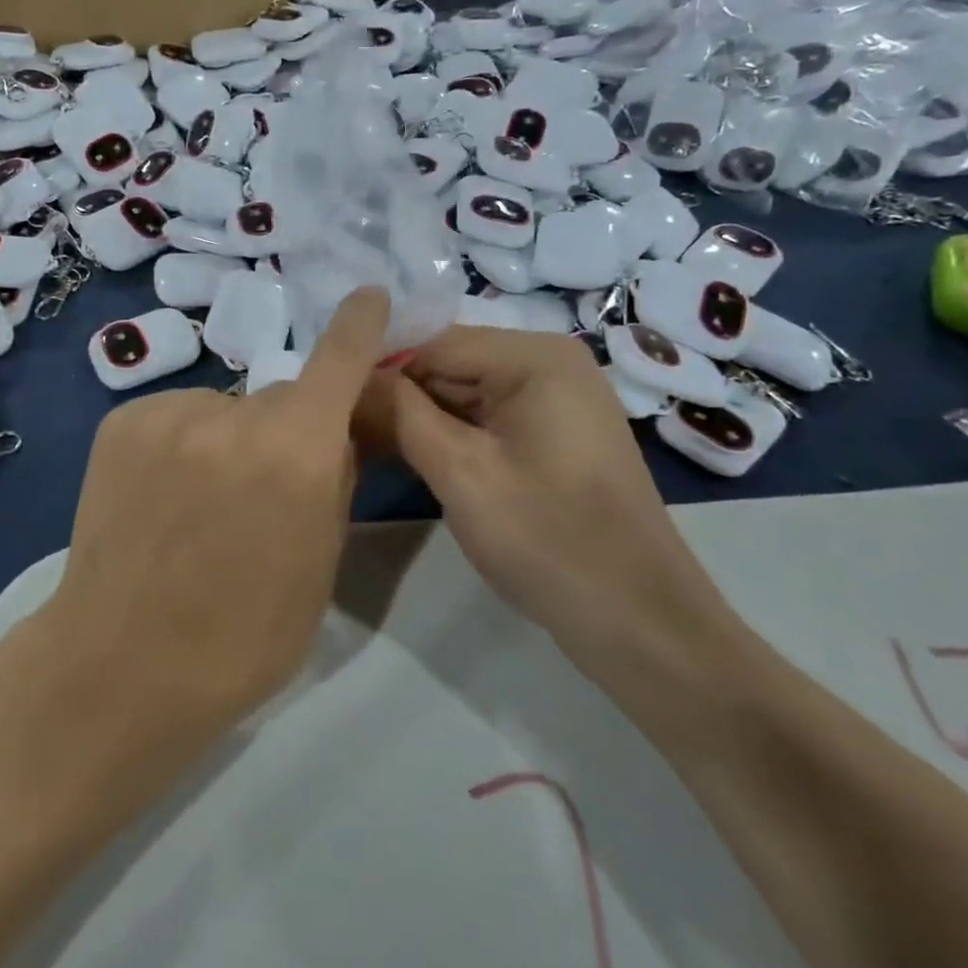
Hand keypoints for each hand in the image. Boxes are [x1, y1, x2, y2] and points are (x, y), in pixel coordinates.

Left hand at [43, 289, 389, 744]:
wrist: (120, 666)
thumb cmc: (241, 637)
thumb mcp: (319, 566)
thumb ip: (332, 481)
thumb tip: (332, 432)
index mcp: (295, 453)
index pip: (338, 362)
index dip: (358, 326)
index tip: (368, 296)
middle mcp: (233, 415)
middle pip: (279, 400)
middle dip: (284, 432)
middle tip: (260, 493)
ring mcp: (169, 413)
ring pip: (225, 410)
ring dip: (228, 440)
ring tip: (197, 507)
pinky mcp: (122, 421)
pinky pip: (177, 416)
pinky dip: (183, 443)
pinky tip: (161, 497)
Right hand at [362, 328, 737, 686]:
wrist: (641, 624)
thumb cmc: (549, 541)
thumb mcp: (461, 473)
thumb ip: (401, 414)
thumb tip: (350, 377)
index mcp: (534, 356)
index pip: (432, 342)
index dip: (377, 370)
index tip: (327, 401)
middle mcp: (547, 364)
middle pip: (447, 365)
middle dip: (394, 396)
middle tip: (336, 429)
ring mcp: (552, 400)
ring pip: (460, 394)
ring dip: (414, 420)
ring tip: (356, 444)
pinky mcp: (550, 435)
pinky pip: (483, 420)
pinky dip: (444, 437)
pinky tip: (400, 457)